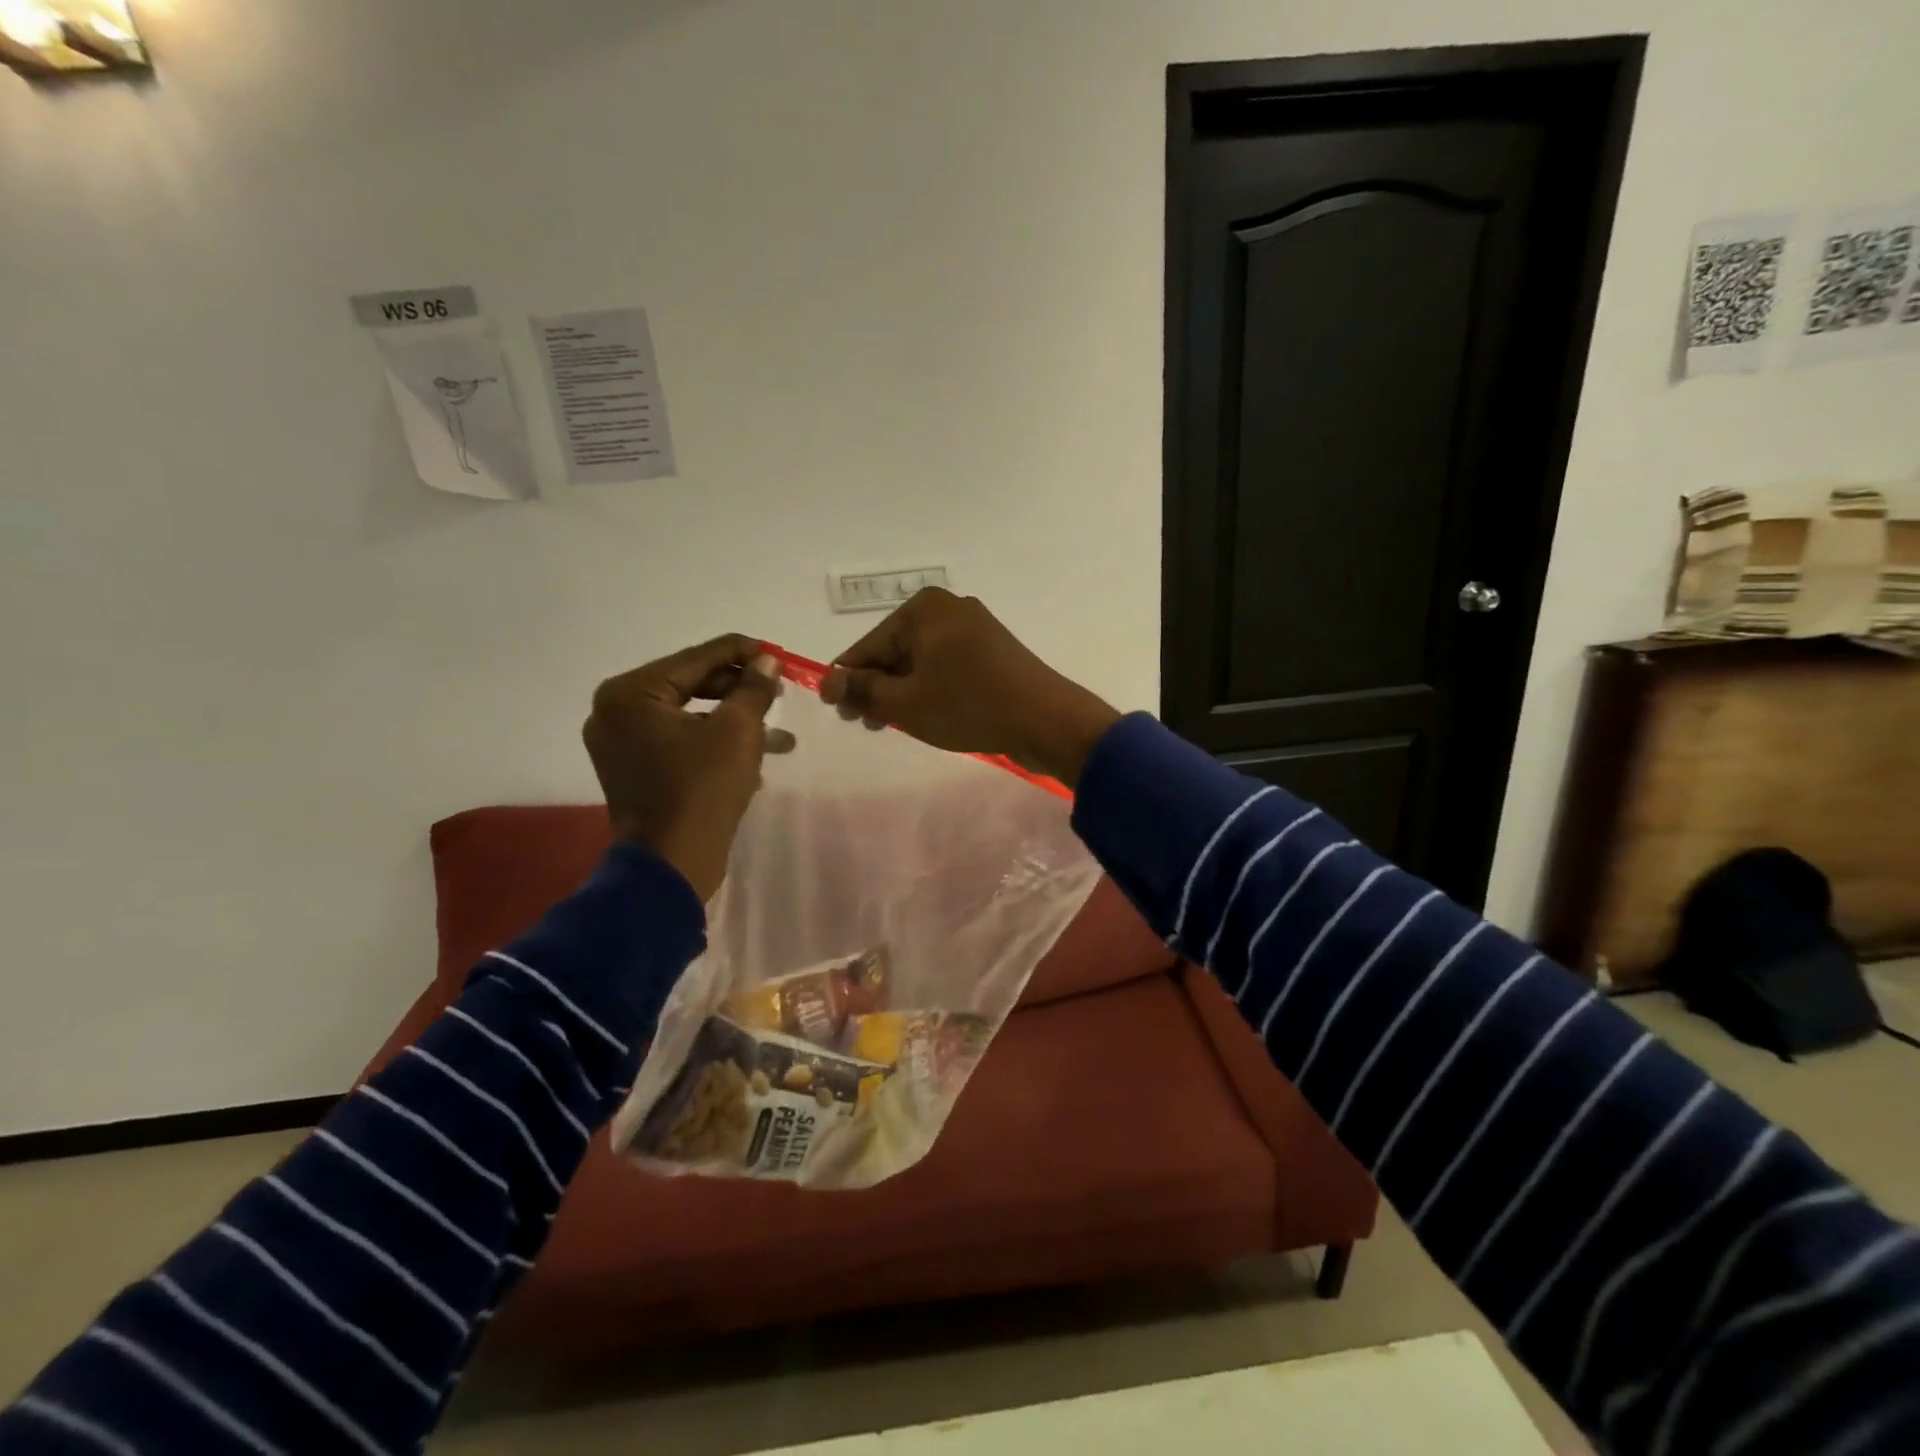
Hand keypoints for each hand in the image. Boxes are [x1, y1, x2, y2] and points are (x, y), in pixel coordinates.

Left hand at [583, 635, 792, 901]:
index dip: (743, 652)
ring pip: (688, 717)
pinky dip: (713, 743)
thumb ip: (754, 687)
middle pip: (690, 684)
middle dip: (740, 691)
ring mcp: (620, 743)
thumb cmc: (703, 789)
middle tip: (779, 692)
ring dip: (734, 721)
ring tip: (779, 733)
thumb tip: (766, 661)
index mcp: (631, 692)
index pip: (697, 657)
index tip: (777, 653)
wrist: (673, 864)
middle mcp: (615, 711)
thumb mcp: (739, 730)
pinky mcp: (633, 770)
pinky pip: (679, 742)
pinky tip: (755, 755)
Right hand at [821, 589, 1118, 787]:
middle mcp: (948, 608)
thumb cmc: (969, 707)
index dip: (847, 680)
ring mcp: (974, 627)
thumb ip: (862, 690)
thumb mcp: (906, 703)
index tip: (834, 711)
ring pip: (921, 661)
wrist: (1046, 720)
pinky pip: (946, 665)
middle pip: (895, 650)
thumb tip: (829, 681)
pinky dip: (930, 687)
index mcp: (923, 610)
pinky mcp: (992, 649)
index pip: (868, 646)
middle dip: (876, 687)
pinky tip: (925, 713)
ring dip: (902, 691)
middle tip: (864, 724)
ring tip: (892, 724)